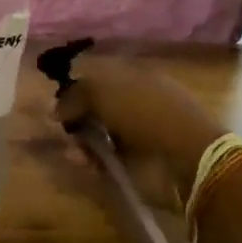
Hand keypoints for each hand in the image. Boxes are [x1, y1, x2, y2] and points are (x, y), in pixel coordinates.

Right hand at [54, 55, 225, 198]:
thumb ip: (75, 95)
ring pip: (98, 135)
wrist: (185, 157)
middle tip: (61, 127)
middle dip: (76, 118)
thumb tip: (55, 109)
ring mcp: (138, 135)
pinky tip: (83, 163)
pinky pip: (105, 160)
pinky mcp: (137, 165)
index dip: (77, 88)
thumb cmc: (145, 112)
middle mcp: (136, 103)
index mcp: (135, 77)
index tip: (57, 101)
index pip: (99, 78)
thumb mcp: (103, 91)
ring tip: (72, 150)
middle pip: (96, 108)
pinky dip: (91, 162)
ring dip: (81, 142)